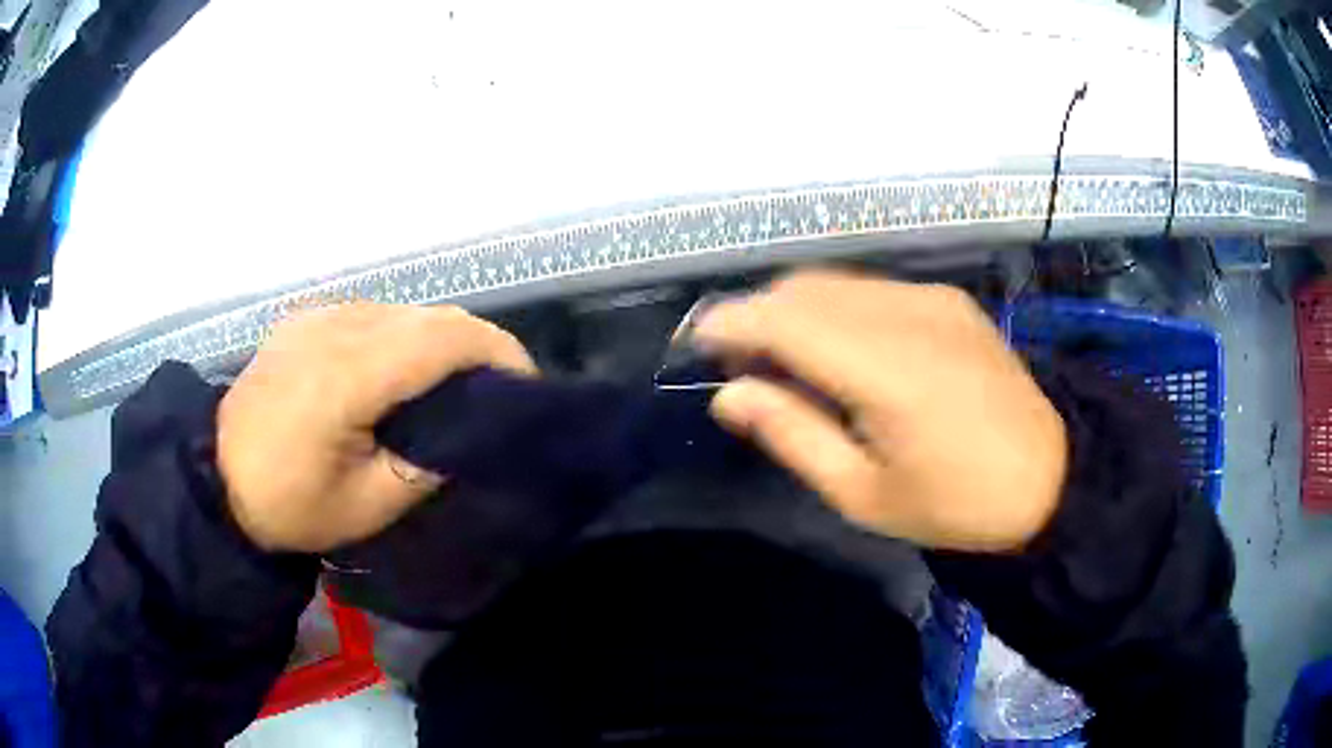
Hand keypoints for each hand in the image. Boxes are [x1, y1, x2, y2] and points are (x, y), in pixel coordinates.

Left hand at [217, 304, 536, 551]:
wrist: (217, 479)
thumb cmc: (290, 505)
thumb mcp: (366, 507)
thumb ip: (424, 467)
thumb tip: (465, 436)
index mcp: (347, 375)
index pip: (443, 338)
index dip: (497, 352)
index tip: (524, 387)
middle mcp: (335, 327)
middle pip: (430, 316)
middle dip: (478, 347)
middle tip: (495, 393)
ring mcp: (318, 315)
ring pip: (405, 311)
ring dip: (440, 340)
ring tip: (452, 386)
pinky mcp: (307, 317)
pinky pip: (374, 314)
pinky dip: (403, 337)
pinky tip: (399, 374)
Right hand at [694, 270, 1066, 551]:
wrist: (1050, 476)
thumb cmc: (956, 503)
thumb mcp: (864, 495)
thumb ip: (793, 436)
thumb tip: (728, 396)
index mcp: (887, 369)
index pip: (785, 320)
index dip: (732, 323)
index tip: (699, 344)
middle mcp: (907, 314)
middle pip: (804, 289)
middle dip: (759, 316)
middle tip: (744, 368)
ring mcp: (933, 299)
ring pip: (836, 283)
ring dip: (796, 310)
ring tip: (788, 361)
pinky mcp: (950, 300)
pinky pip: (872, 289)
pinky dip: (836, 309)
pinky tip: (843, 350)